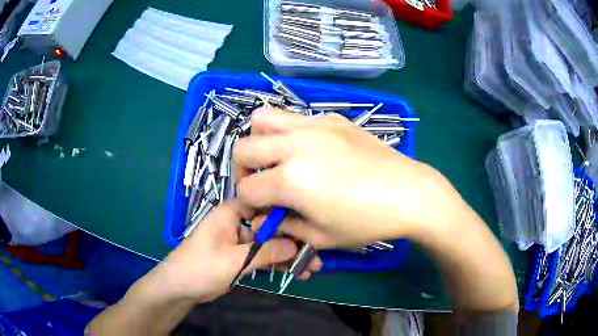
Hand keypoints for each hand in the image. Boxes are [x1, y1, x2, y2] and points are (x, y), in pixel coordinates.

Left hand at [145, 201, 298, 302]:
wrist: (180, 288)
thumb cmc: (201, 267)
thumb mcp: (234, 260)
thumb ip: (265, 252)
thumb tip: (296, 245)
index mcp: (232, 213)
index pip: (265, 206)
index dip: (288, 215)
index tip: (309, 228)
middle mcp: (238, 223)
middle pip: (271, 228)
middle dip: (293, 242)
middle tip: (316, 256)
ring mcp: (240, 242)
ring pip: (270, 245)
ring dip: (288, 256)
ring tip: (311, 268)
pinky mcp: (241, 258)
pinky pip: (264, 257)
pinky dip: (278, 264)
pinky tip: (296, 273)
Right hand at [234, 108, 449, 247]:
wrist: (408, 193)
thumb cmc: (367, 222)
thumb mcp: (321, 237)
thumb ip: (284, 226)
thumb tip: (265, 219)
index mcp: (290, 179)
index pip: (246, 190)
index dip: (247, 206)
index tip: (260, 213)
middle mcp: (294, 144)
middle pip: (243, 149)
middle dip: (243, 171)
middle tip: (261, 184)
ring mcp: (313, 125)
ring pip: (262, 119)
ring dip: (259, 141)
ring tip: (275, 158)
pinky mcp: (331, 118)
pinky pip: (295, 118)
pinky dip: (288, 134)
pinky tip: (310, 151)